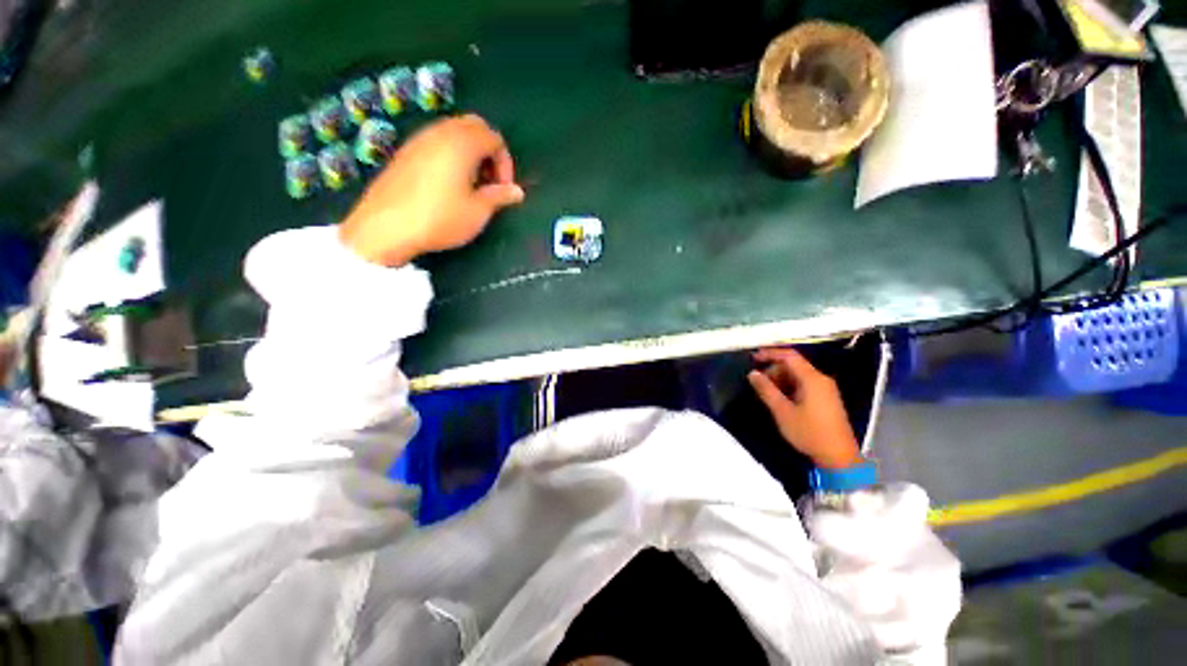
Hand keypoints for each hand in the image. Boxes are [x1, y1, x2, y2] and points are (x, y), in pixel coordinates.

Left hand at [339, 114, 524, 266]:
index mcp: (462, 144)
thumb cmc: (440, 219)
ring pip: (454, 131)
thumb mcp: (477, 212)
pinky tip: (449, 182)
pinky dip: (451, 153)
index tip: (504, 189)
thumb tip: (517, 192)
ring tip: (472, 183)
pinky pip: (436, 141)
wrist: (386, 227)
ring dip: (470, 151)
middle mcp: (441, 133)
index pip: (494, 138)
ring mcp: (420, 139)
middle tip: (490, 180)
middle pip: (474, 126)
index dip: (505, 163)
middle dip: (489, 150)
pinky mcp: (406, 151)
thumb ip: (499, 197)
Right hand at [747, 348, 862, 469]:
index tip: (753, 358)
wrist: (839, 457)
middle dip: (773, 370)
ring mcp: (825, 389)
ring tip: (767, 394)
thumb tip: (752, 373)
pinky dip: (789, 387)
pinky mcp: (826, 399)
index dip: (770, 353)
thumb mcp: (782, 411)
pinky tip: (781, 400)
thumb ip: (766, 390)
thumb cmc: (809, 432)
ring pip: (798, 376)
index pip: (789, 356)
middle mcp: (821, 379)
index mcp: (812, 379)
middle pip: (793, 365)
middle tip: (758, 383)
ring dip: (780, 380)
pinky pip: (804, 385)